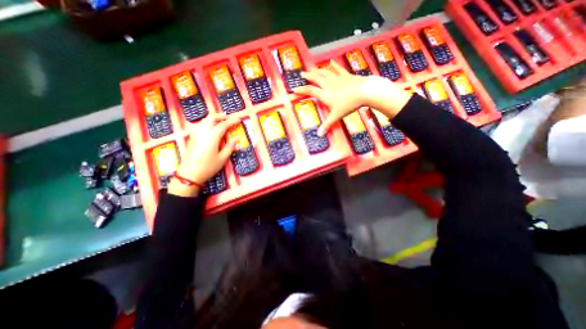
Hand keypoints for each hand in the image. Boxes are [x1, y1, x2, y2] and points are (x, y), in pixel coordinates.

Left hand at [167, 115, 237, 196]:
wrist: (189, 174)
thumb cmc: (208, 167)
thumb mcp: (222, 158)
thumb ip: (230, 146)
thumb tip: (236, 138)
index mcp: (212, 137)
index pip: (223, 125)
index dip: (232, 121)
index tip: (239, 119)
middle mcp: (203, 132)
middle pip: (211, 118)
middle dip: (221, 116)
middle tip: (229, 118)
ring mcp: (196, 134)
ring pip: (205, 120)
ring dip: (214, 118)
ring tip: (221, 121)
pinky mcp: (192, 137)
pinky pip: (200, 125)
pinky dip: (208, 123)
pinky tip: (211, 128)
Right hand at [293, 61, 410, 134]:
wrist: (364, 92)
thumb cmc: (348, 104)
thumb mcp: (336, 116)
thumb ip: (327, 124)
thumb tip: (319, 135)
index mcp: (325, 94)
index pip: (310, 91)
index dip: (301, 90)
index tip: (294, 88)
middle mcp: (328, 84)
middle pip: (316, 78)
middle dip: (308, 76)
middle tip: (302, 74)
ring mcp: (337, 78)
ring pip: (324, 72)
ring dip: (317, 70)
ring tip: (312, 68)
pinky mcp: (346, 75)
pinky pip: (338, 69)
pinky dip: (333, 65)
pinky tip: (330, 61)